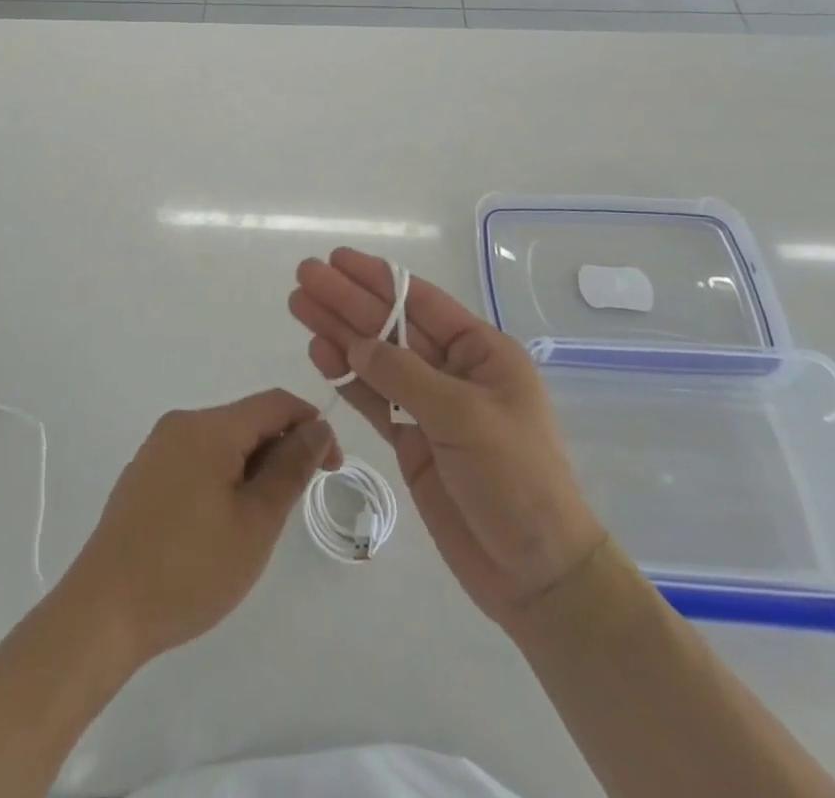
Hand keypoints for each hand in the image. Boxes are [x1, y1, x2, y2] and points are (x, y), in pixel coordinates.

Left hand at [60, 391, 340, 665]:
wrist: (104, 610)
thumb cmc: (189, 569)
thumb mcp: (255, 522)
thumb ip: (290, 469)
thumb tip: (316, 427)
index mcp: (209, 427)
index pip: (274, 404)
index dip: (311, 426)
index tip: (332, 468)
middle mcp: (181, 424)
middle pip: (247, 420)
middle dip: (280, 451)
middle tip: (294, 507)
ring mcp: (157, 448)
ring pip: (222, 442)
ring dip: (252, 468)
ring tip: (257, 523)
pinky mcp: (144, 474)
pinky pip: (197, 459)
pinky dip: (222, 477)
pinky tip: (220, 525)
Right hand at [290, 250, 605, 636]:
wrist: (536, 574)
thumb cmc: (516, 479)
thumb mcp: (464, 417)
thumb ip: (404, 375)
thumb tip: (355, 343)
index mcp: (481, 353)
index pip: (420, 302)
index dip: (376, 278)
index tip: (336, 260)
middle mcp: (453, 371)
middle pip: (390, 325)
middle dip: (347, 300)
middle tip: (304, 277)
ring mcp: (430, 407)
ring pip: (375, 358)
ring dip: (338, 333)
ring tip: (298, 307)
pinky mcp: (412, 441)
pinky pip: (373, 398)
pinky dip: (346, 376)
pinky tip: (319, 353)